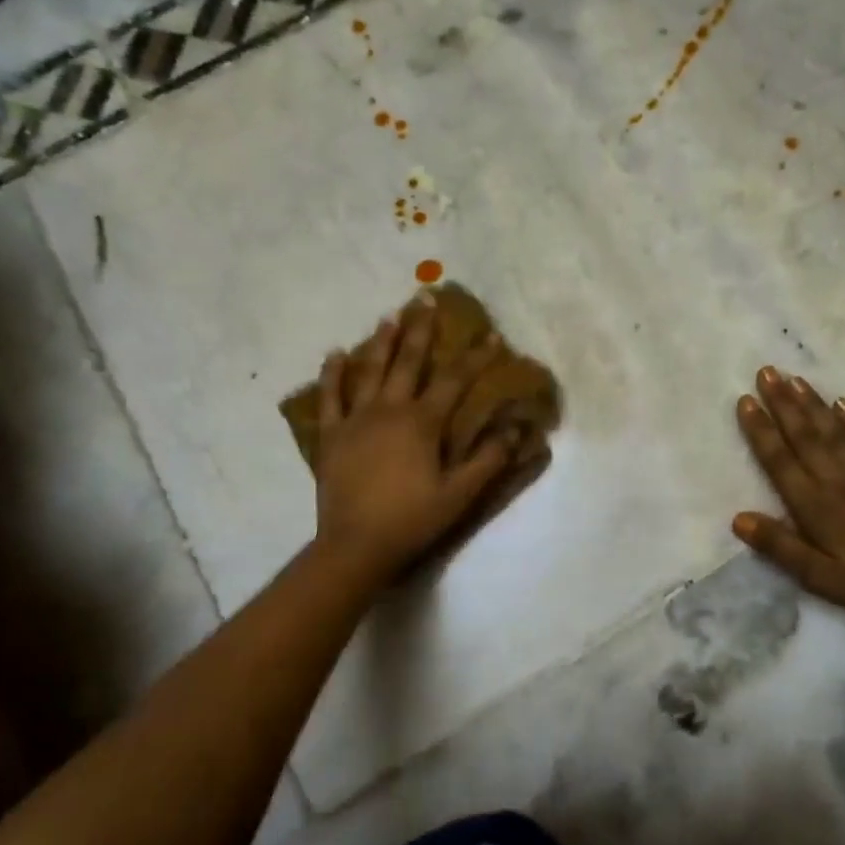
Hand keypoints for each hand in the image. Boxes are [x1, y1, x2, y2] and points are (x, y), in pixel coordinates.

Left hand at [312, 296, 518, 578]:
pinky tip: (336, 353)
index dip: (476, 357)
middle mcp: (390, 409)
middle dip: (421, 330)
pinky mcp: (333, 435)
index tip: (491, 335)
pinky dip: (332, 374)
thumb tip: (514, 429)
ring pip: (370, 370)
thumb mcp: (459, 494)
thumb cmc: (412, 519)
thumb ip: (487, 460)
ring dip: (381, 342)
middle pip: (409, 362)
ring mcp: (357, 419)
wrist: (356, 545)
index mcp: (423, 422)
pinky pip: (331, 397)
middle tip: (425, 298)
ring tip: (389, 316)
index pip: (455, 381)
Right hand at [732, 367, 844, 622]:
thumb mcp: (822, 578)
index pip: (780, 461)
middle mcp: (838, 481)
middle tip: (765, 371)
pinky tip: (843, 402)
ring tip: (793, 378)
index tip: (745, 400)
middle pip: (804, 436)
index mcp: (815, 507)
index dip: (760, 430)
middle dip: (782, 403)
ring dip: (812, 404)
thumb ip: (781, 547)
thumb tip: (738, 518)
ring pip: (834, 431)